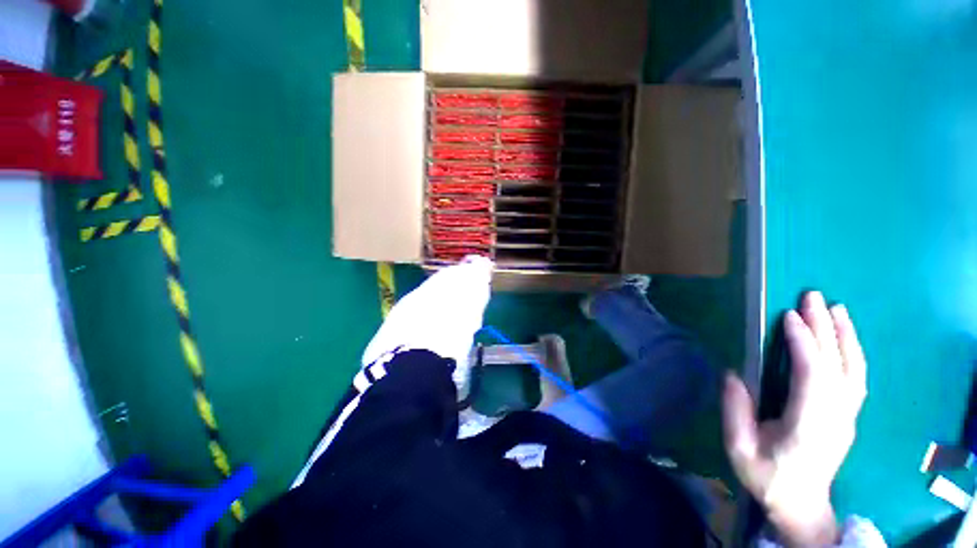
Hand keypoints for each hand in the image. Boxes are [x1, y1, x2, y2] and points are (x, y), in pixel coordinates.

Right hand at [723, 291, 866, 546]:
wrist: (802, 506)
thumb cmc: (767, 478)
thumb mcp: (739, 449)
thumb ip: (736, 411)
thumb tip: (733, 373)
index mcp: (808, 427)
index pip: (813, 377)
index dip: (804, 344)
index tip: (789, 316)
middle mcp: (836, 418)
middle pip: (836, 366)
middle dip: (825, 329)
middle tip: (813, 297)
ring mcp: (847, 417)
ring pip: (854, 370)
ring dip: (845, 336)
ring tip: (836, 308)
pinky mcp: (848, 416)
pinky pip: (856, 378)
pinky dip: (852, 352)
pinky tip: (845, 336)